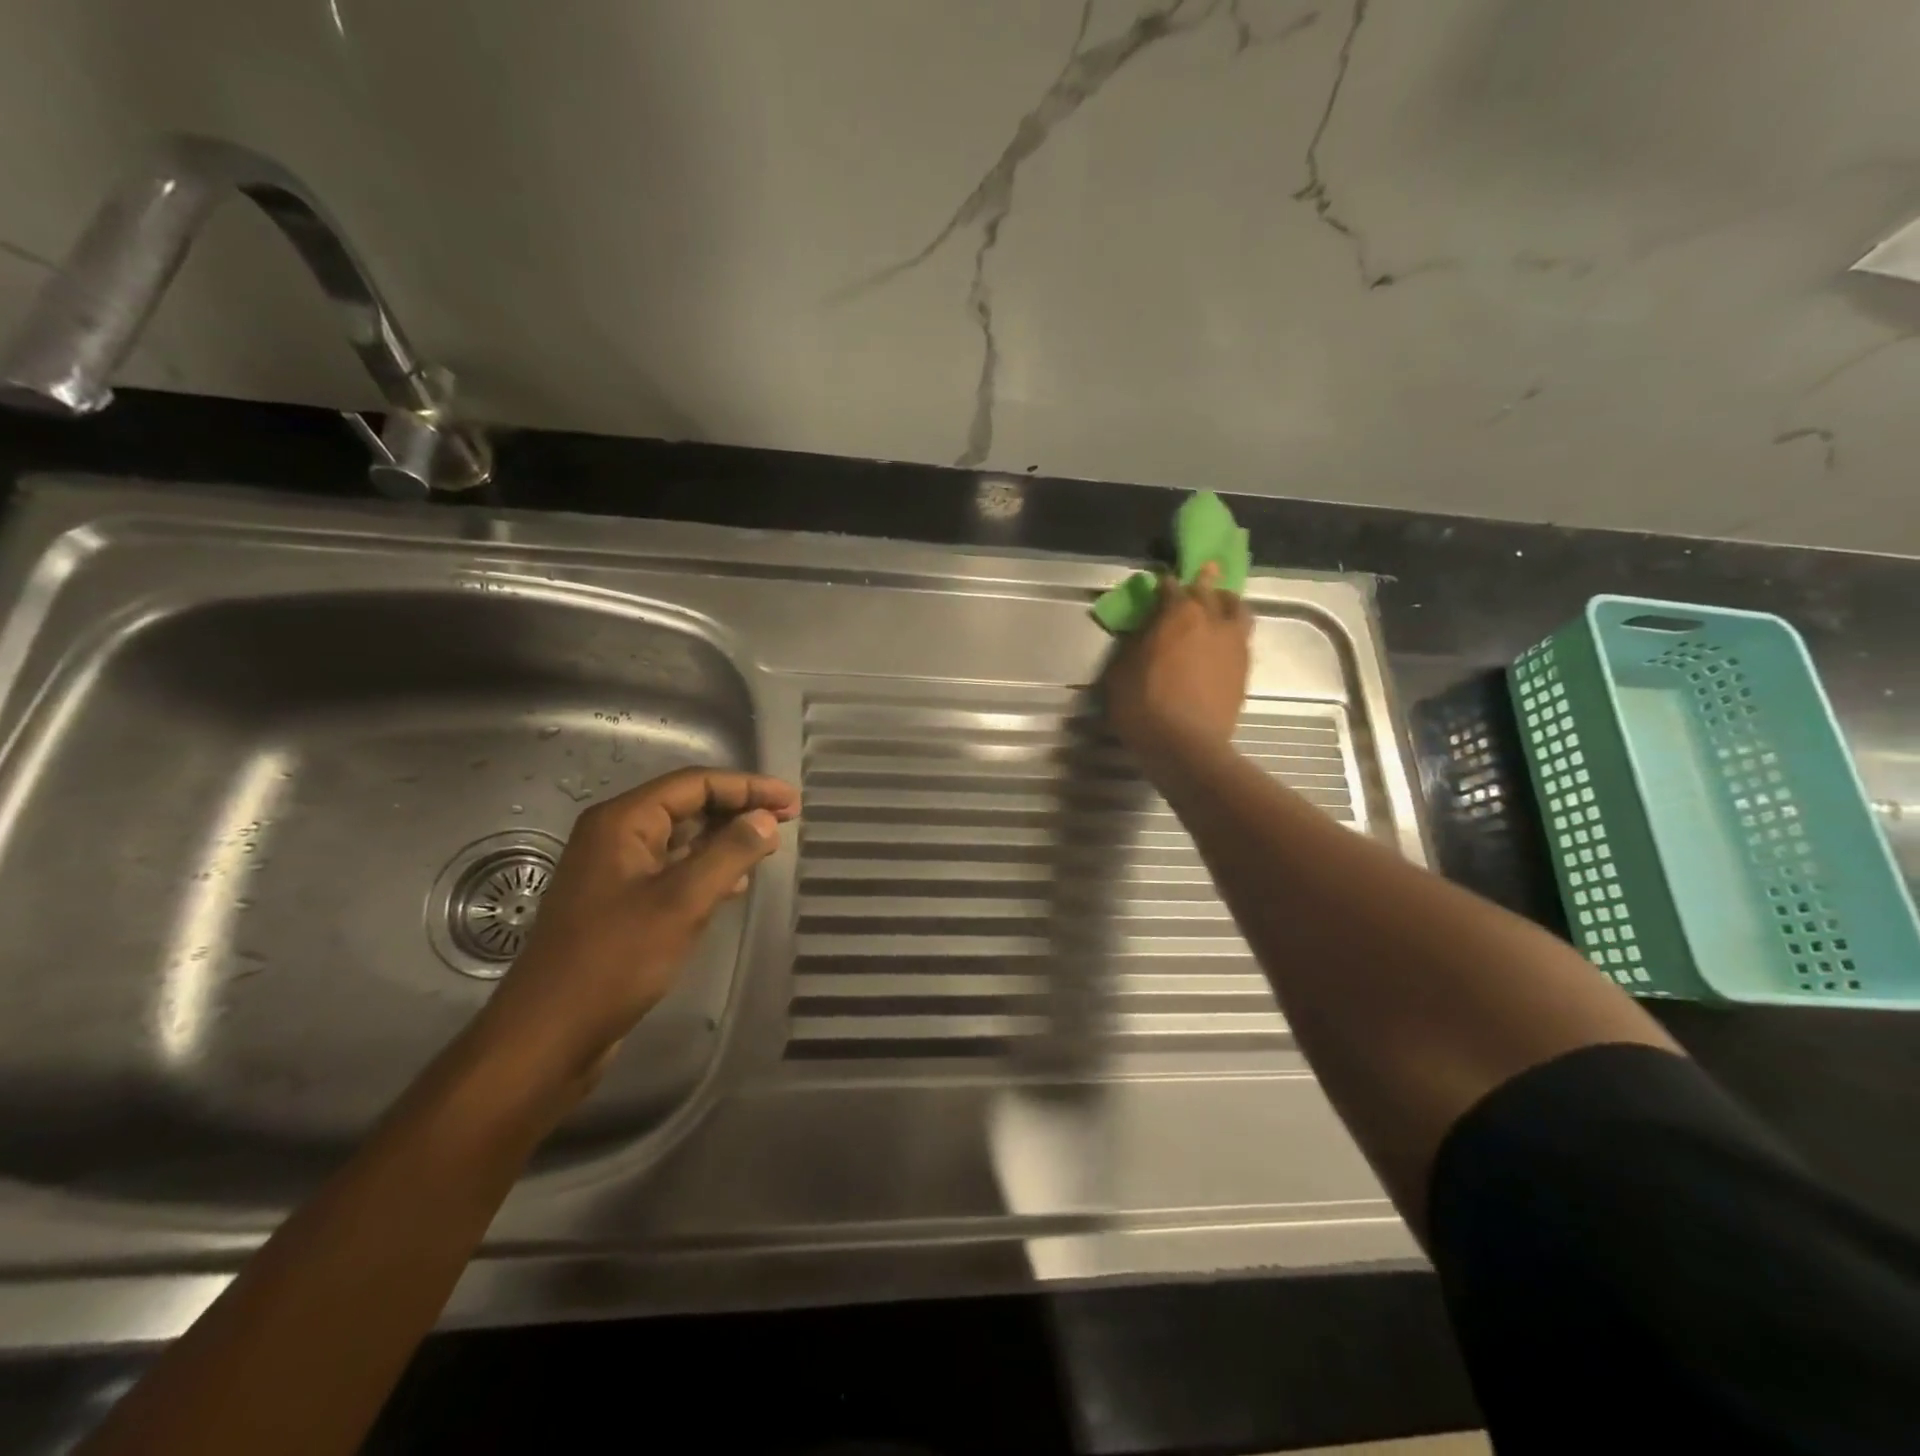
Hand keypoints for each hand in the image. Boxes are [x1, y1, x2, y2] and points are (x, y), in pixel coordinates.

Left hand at [472, 767, 799, 1090]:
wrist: (551, 1034)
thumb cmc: (616, 959)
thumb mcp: (682, 901)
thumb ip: (729, 853)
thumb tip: (766, 819)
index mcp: (622, 821)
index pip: (694, 783)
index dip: (747, 787)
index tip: (791, 801)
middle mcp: (616, 836)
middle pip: (688, 805)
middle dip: (738, 809)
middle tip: (787, 819)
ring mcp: (617, 871)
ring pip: (683, 839)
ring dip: (726, 838)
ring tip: (769, 846)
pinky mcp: (622, 903)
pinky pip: (674, 870)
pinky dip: (708, 868)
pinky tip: (737, 882)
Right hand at [1103, 565, 1251, 768]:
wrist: (1186, 745)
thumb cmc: (1143, 706)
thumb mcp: (1120, 671)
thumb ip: (1135, 643)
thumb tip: (1144, 630)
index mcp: (1178, 614)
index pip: (1171, 587)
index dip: (1164, 585)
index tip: (1160, 585)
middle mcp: (1211, 620)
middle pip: (1210, 590)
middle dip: (1203, 581)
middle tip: (1204, 573)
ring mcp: (1233, 644)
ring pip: (1237, 609)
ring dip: (1227, 602)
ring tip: (1222, 605)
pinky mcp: (1245, 669)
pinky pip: (1243, 638)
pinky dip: (1234, 632)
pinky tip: (1225, 641)